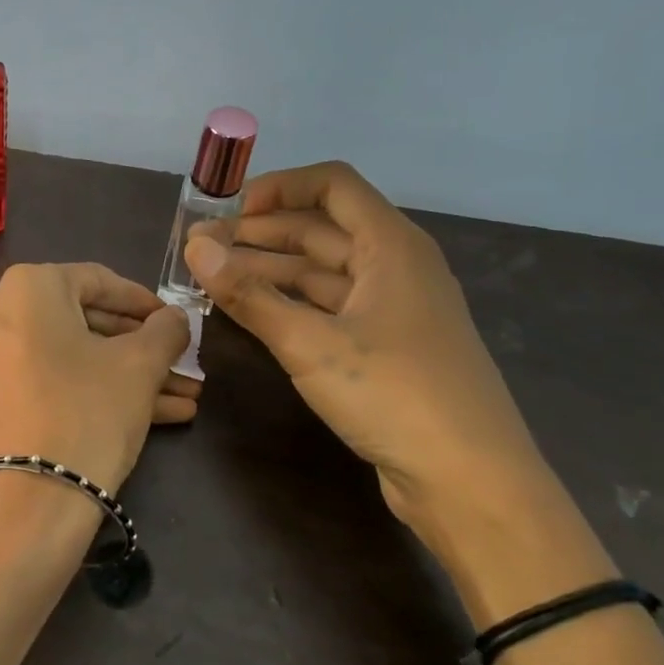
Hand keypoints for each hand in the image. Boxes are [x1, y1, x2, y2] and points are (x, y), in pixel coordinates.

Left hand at [0, 263, 197, 496]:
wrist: (28, 504)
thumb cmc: (87, 411)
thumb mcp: (139, 366)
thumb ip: (164, 331)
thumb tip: (175, 319)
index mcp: (28, 288)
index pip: (99, 280)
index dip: (145, 302)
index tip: (178, 322)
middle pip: (86, 323)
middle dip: (142, 347)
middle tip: (185, 364)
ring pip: (75, 358)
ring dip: (131, 376)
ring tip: (187, 397)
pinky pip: (55, 382)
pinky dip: (100, 392)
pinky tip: (161, 416)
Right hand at [184, 161, 547, 538]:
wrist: (468, 479)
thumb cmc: (393, 394)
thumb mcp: (310, 343)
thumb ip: (249, 294)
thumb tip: (195, 248)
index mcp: (392, 246)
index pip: (332, 186)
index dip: (277, 188)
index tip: (226, 212)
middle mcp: (395, 267)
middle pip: (321, 229)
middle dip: (260, 234)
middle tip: (202, 250)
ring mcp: (392, 309)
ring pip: (322, 272)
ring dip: (269, 270)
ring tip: (214, 279)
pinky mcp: (385, 347)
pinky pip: (328, 308)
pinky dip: (289, 304)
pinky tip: (252, 314)